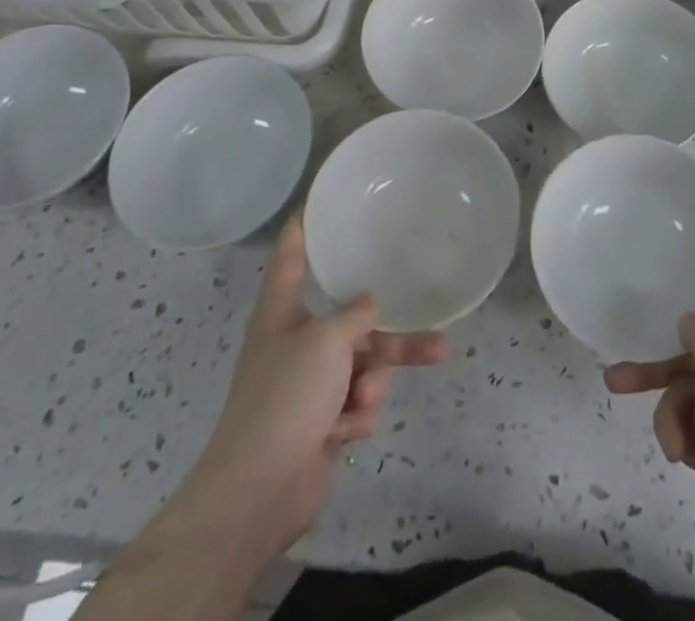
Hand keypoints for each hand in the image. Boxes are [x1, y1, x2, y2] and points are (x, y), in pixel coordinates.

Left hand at [181, 215, 446, 565]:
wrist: (258, 492)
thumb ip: (355, 315)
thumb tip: (370, 303)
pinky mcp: (322, 421)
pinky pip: (357, 402)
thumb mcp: (326, 341)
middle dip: (389, 333)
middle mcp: (296, 342)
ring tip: (374, 398)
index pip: (291, 257)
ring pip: (363, 365)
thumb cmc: (285, 398)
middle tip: (435, 331)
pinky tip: (344, 431)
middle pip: (351, 321)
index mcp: (281, 313)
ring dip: (373, 381)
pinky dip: (356, 414)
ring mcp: (310, 385)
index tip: (318, 201)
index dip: (303, 228)